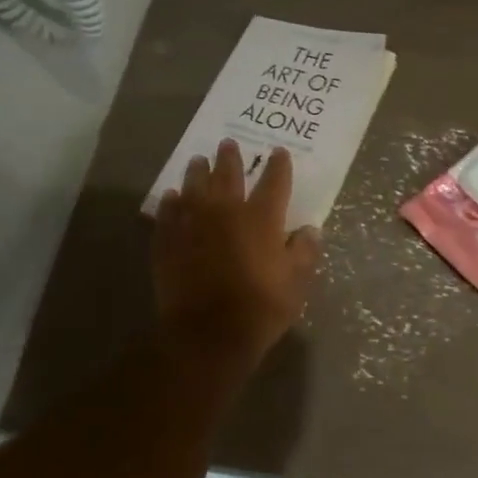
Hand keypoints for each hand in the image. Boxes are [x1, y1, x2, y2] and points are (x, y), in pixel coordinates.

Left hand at [152, 140, 319, 372]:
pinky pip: (168, 214)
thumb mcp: (296, 283)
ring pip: (194, 188)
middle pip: (228, 176)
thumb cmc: (260, 308)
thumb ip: (304, 252)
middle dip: (230, 158)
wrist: (207, 333)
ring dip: (198, 172)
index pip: (274, 181)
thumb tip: (310, 230)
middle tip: (227, 143)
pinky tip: (171, 197)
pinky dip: (170, 203)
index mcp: (262, 218)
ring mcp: (193, 225)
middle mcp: (226, 212)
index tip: (279, 152)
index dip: (278, 165)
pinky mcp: (168, 242)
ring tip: (198, 161)